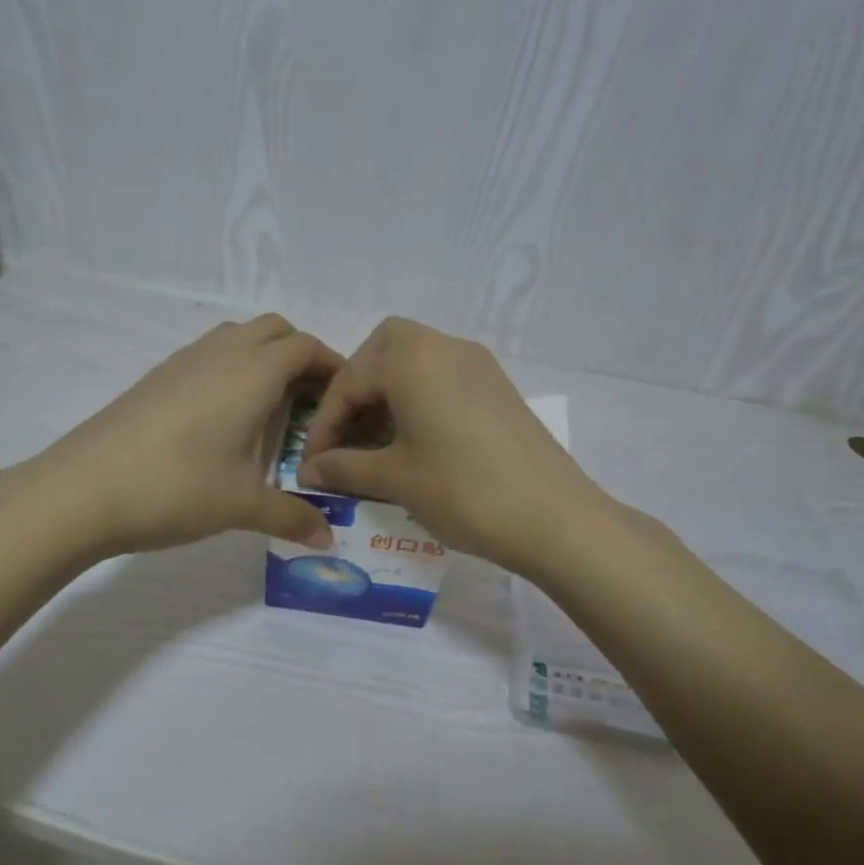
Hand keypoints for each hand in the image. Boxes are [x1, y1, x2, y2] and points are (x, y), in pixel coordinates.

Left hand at [33, 314, 340, 556]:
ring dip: (263, 360)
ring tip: (270, 411)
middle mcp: (221, 354)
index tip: (345, 401)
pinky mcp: (156, 378)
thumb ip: (292, 516)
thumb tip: (326, 539)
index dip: (333, 366)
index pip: (306, 347)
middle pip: (274, 330)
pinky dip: (231, 371)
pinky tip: (223, 421)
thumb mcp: (243, 506)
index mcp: (252, 373)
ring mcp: (183, 361)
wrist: (81, 490)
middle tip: (310, 405)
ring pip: (237, 338)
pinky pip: (208, 356)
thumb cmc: (176, 488)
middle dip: (301, 356)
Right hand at [295, 318, 598, 576]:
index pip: (349, 380)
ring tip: (377, 444)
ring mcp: (478, 364)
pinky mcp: (498, 387)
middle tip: (347, 434)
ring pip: (417, 360)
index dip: (325, 425)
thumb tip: (309, 469)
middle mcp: (445, 347)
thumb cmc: (463, 492)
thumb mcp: (395, 479)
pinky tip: (417, 442)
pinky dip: (420, 397)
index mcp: (412, 360)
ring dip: (389, 393)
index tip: (313, 465)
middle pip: (385, 349)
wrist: (554, 517)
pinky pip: (444, 377)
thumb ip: (344, 467)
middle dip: (357, 388)